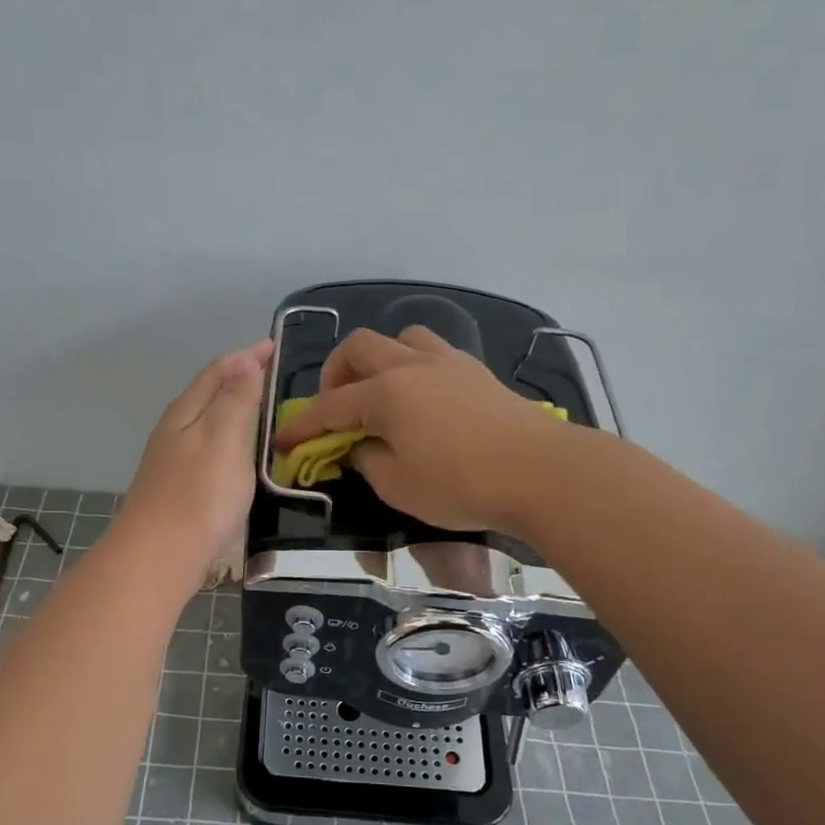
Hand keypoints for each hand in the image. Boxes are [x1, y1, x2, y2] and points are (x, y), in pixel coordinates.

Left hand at [117, 339, 271, 574]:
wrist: (159, 556)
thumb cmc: (199, 494)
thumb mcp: (224, 437)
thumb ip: (237, 399)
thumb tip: (245, 364)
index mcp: (186, 412)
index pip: (218, 371)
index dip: (246, 357)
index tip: (274, 346)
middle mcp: (175, 431)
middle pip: (209, 395)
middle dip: (240, 380)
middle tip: (273, 376)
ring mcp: (173, 462)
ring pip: (208, 424)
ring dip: (234, 411)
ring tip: (264, 412)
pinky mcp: (179, 490)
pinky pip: (210, 451)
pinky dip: (230, 442)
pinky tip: (242, 458)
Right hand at [273, 325, 572, 532]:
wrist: (541, 472)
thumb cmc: (461, 484)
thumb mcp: (398, 485)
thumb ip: (367, 461)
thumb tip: (358, 445)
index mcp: (385, 393)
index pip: (329, 406)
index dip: (302, 425)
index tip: (283, 442)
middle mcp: (411, 365)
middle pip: (359, 348)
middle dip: (335, 374)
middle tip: (335, 408)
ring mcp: (448, 362)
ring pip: (401, 338)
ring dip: (380, 360)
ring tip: (381, 394)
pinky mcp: (477, 372)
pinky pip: (433, 352)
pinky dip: (413, 367)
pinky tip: (421, 399)